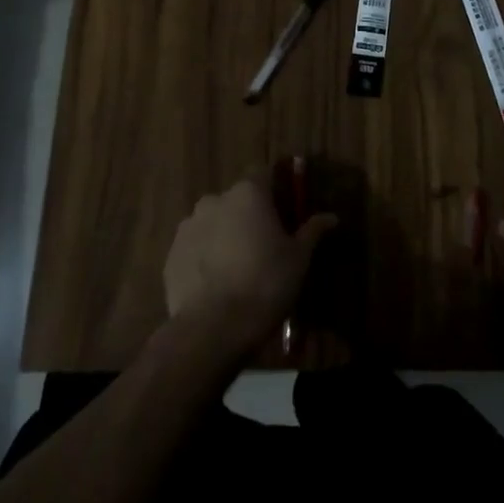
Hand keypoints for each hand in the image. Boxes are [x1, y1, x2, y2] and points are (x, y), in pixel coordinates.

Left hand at [164, 178, 335, 356]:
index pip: (263, 174)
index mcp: (248, 193)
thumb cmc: (265, 284)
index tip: (284, 212)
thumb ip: (312, 231)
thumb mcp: (298, 258)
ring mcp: (188, 227)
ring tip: (237, 268)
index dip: (275, 190)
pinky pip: (195, 248)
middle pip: (237, 200)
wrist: (213, 329)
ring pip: (213, 223)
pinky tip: (217, 284)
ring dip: (224, 235)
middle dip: (248, 215)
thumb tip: (331, 217)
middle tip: (263, 245)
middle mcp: (214, 200)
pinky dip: (205, 257)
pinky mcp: (172, 255)